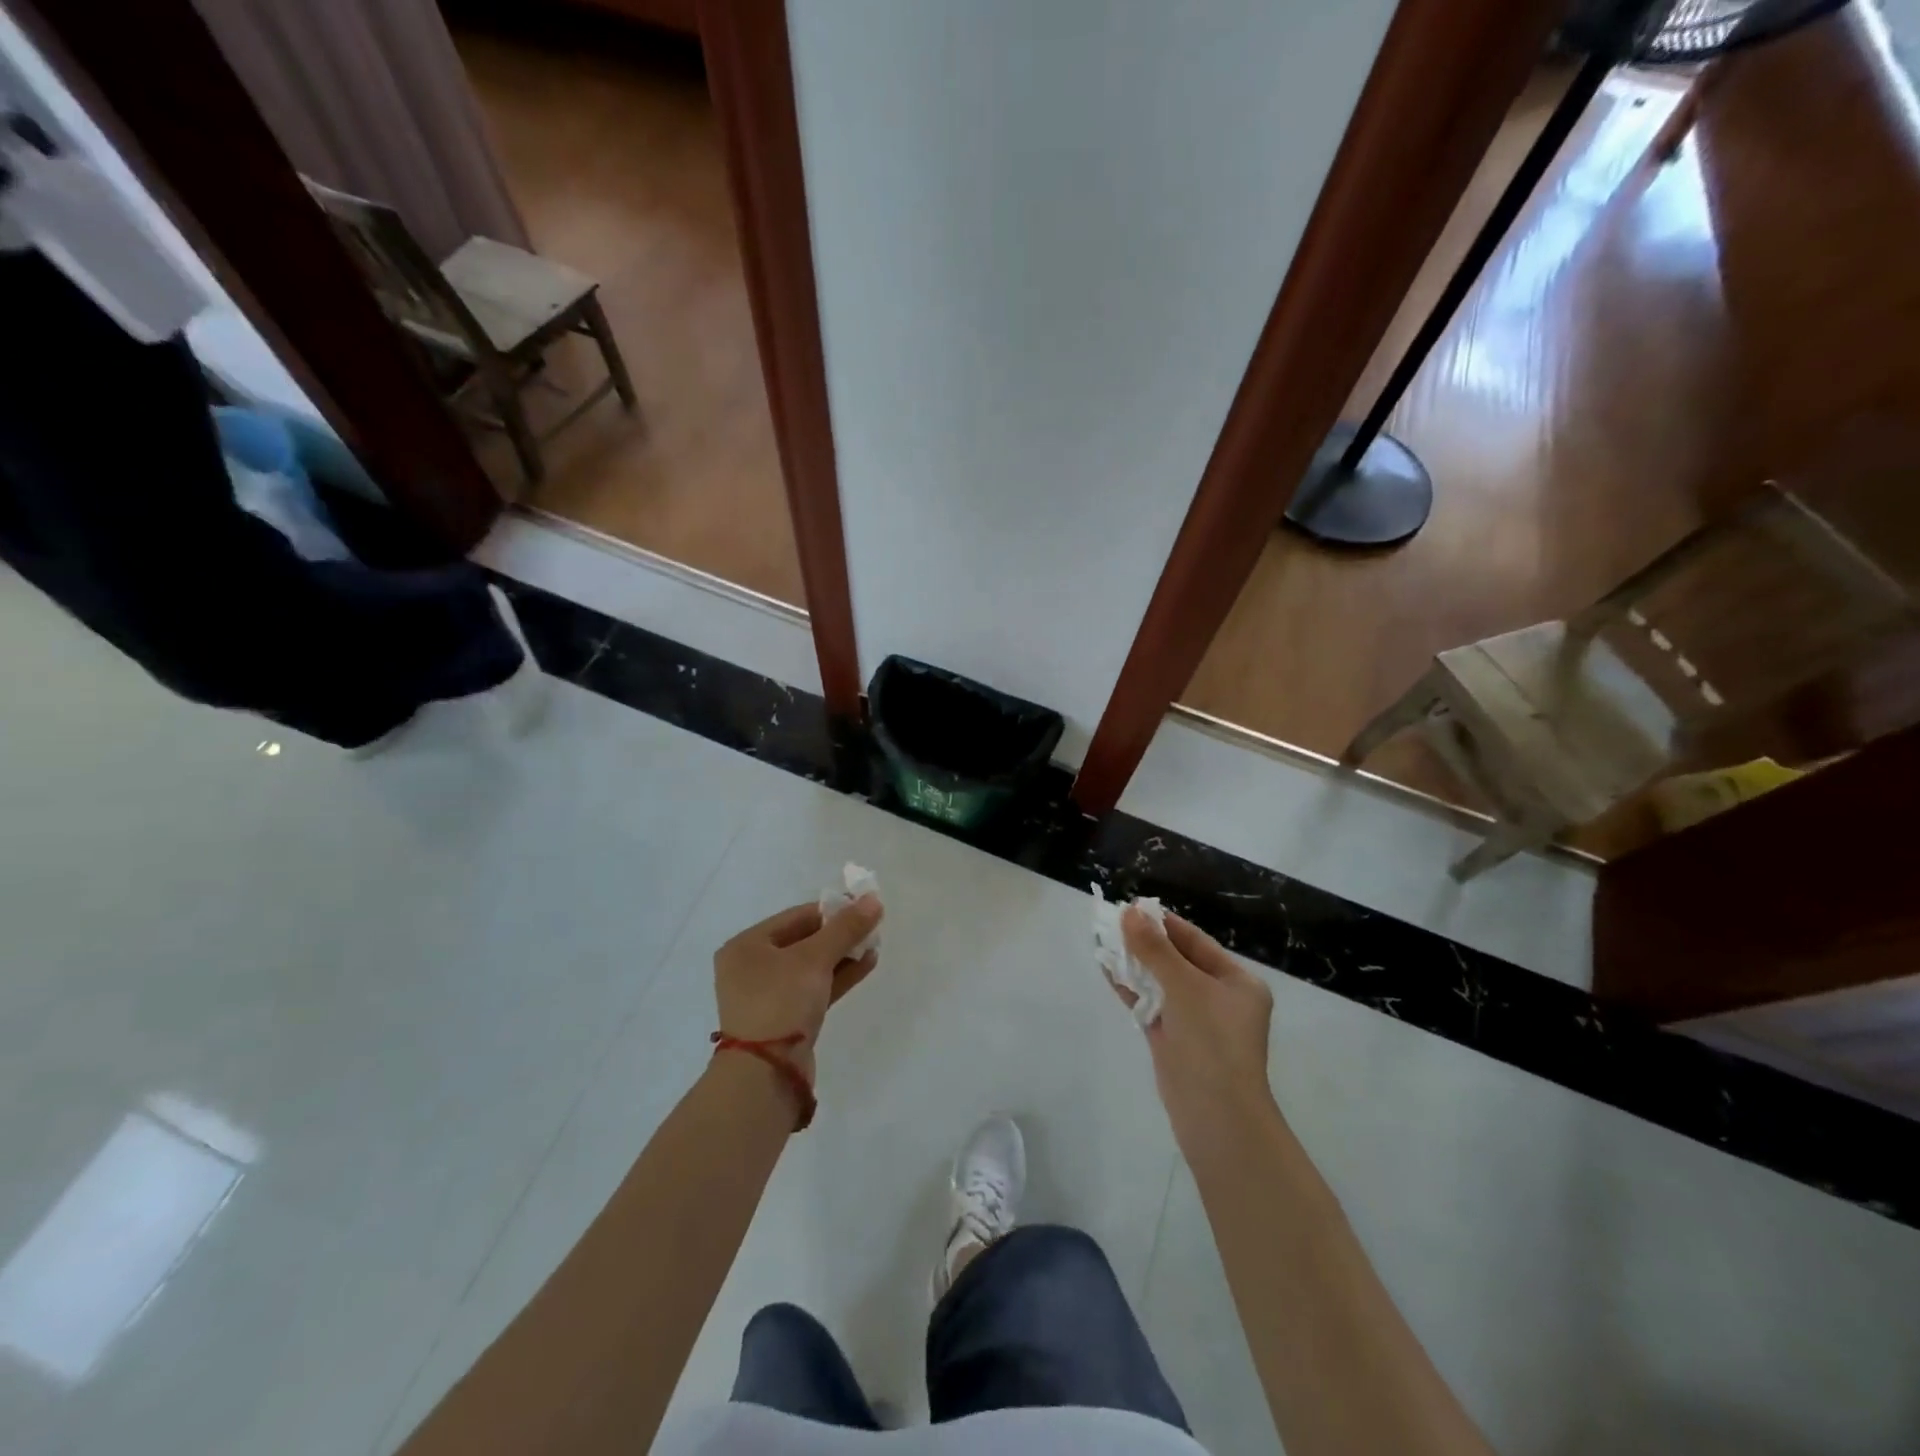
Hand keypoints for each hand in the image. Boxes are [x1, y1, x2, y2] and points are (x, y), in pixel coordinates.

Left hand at [713, 895, 882, 1080]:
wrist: (766, 1075)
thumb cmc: (781, 1001)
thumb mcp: (814, 958)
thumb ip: (845, 928)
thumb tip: (873, 899)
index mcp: (746, 946)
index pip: (796, 917)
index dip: (832, 910)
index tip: (863, 907)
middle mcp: (752, 968)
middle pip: (803, 940)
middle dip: (839, 934)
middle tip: (872, 927)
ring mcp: (768, 996)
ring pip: (811, 967)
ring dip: (842, 955)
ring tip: (874, 944)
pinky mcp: (785, 1019)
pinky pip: (814, 988)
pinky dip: (838, 976)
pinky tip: (866, 964)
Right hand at [1113, 908, 1276, 1149]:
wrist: (1215, 1117)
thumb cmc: (1211, 1042)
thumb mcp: (1184, 987)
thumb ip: (1154, 949)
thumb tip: (1129, 912)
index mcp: (1237, 982)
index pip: (1196, 942)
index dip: (1163, 923)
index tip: (1132, 906)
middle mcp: (1219, 998)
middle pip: (1177, 960)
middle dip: (1145, 942)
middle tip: (1112, 920)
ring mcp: (1196, 1021)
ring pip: (1161, 982)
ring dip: (1135, 963)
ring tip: (1103, 939)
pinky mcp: (1174, 1040)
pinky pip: (1151, 1005)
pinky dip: (1132, 988)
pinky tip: (1107, 970)